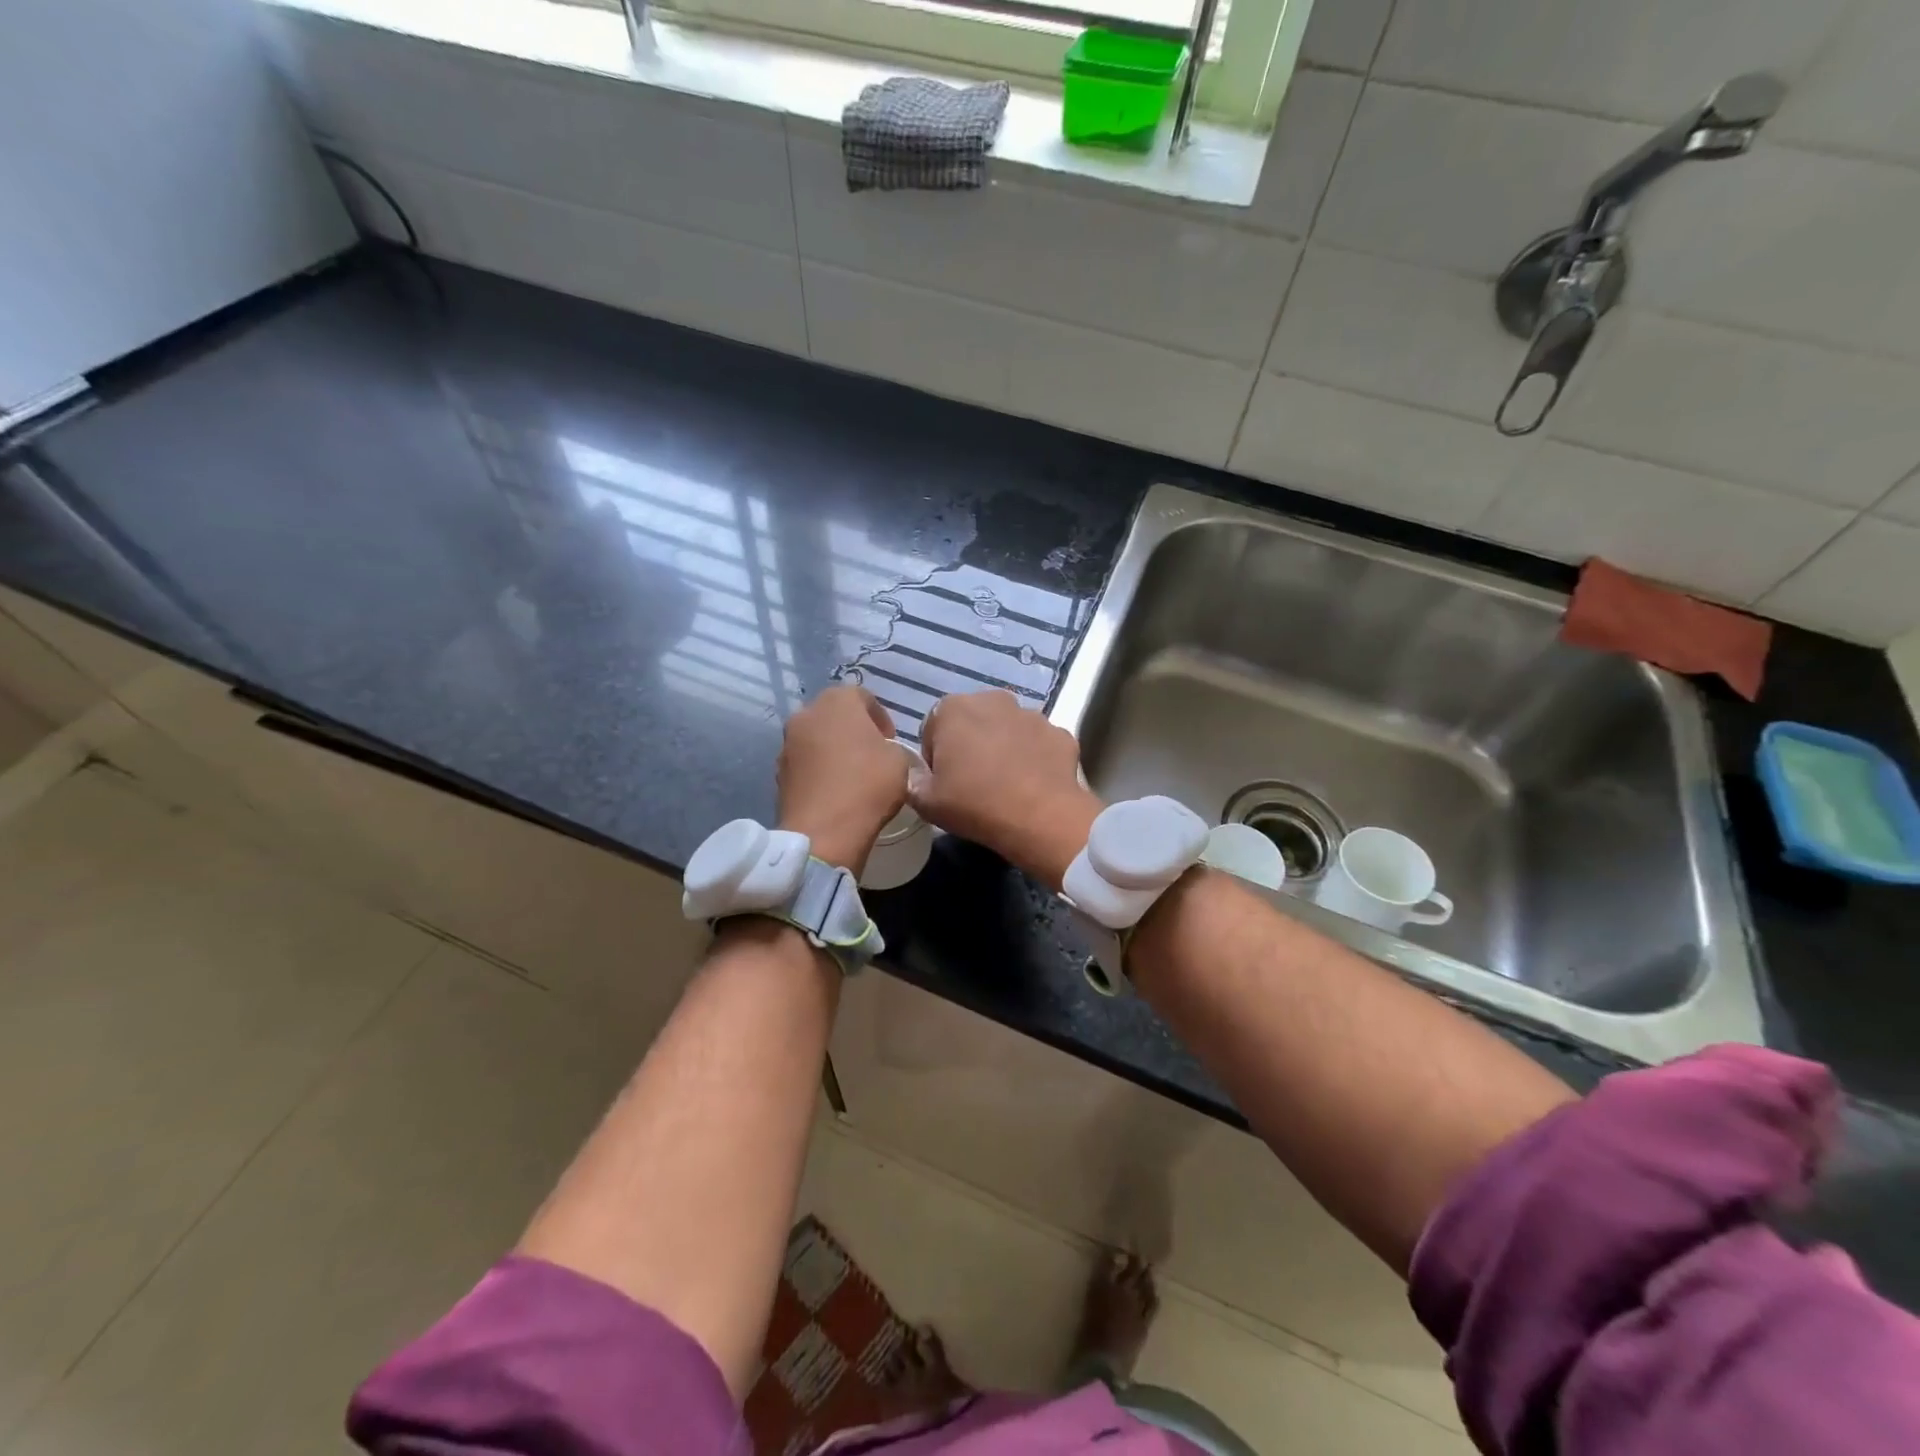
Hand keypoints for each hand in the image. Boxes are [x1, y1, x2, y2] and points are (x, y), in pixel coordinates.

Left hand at [777, 684, 908, 873]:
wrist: (823, 832)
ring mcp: (787, 744)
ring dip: (832, 749)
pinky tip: (833, 790)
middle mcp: (806, 714)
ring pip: (816, 738)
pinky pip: (805, 762)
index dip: (880, 718)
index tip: (891, 742)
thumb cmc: (867, 786)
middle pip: (834, 714)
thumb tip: (879, 751)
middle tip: (870, 754)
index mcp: (837, 701)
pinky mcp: (778, 772)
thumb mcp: (899, 761)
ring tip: (850, 774)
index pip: (862, 697)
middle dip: (852, 730)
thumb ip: (890, 746)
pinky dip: (818, 770)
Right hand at [909, 690, 1102, 891]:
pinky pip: (1038, 743)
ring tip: (1005, 785)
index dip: (935, 757)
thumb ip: (913, 782)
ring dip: (1003, 748)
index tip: (943, 782)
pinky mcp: (1059, 732)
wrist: (1041, 817)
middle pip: (973, 722)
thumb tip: (917, 776)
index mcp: (953, 708)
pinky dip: (1034, 758)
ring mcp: (1031, 714)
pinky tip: (1032, 785)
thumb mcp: (927, 802)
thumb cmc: (975, 803)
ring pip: (1008, 730)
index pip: (933, 729)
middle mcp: (993, 700)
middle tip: (972, 782)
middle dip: (971, 745)